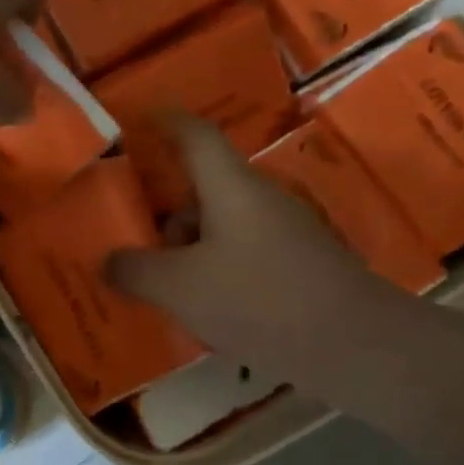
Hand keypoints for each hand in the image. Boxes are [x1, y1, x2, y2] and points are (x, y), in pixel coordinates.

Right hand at [106, 115, 404, 379]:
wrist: (355, 345)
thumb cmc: (259, 299)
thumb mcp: (179, 288)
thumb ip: (135, 270)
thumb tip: (108, 261)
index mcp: (230, 187)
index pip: (194, 135)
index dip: (164, 121)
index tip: (137, 119)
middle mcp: (258, 200)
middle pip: (202, 190)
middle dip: (165, 215)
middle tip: (133, 243)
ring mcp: (282, 233)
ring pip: (220, 228)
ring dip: (188, 251)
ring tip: (163, 291)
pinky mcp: (297, 266)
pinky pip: (240, 256)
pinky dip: (213, 273)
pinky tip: (202, 312)